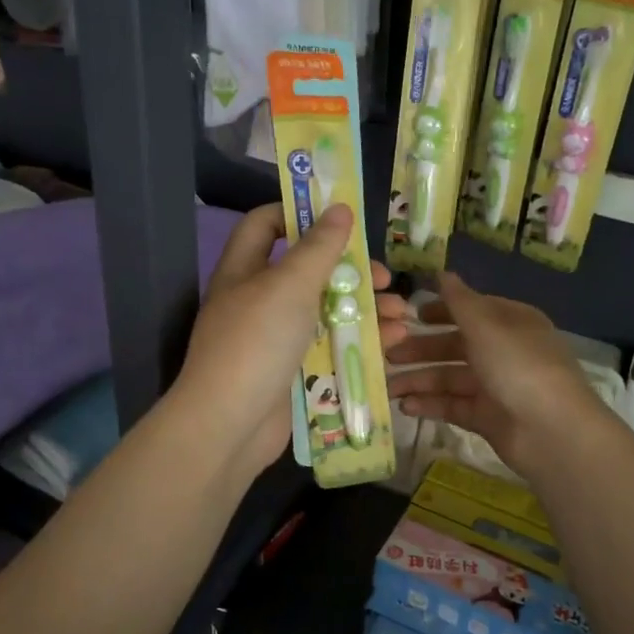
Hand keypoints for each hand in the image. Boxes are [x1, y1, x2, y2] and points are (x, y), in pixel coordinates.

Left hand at [175, 202, 408, 470]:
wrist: (229, 426)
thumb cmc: (256, 341)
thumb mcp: (290, 285)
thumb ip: (319, 247)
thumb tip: (339, 207)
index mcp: (245, 269)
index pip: (266, 223)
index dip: (299, 213)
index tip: (340, 218)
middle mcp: (259, 299)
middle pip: (309, 271)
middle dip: (352, 271)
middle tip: (386, 278)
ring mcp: (276, 339)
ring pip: (326, 312)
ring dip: (366, 310)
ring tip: (404, 315)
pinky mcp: (293, 372)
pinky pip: (330, 348)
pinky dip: (360, 342)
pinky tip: (394, 343)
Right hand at [386, 272, 606, 482]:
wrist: (552, 431)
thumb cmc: (518, 366)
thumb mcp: (486, 326)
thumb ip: (459, 301)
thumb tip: (442, 272)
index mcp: (511, 323)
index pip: (472, 310)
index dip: (441, 310)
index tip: (410, 315)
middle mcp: (504, 352)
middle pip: (456, 346)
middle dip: (422, 349)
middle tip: (388, 354)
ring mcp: (496, 386)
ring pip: (451, 378)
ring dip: (420, 380)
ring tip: (388, 387)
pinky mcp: (488, 418)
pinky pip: (454, 406)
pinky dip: (431, 404)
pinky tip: (406, 406)